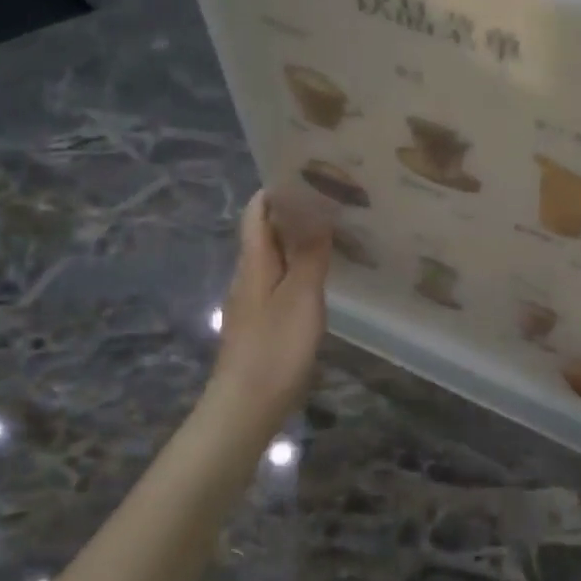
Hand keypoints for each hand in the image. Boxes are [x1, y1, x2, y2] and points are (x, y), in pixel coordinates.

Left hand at [206, 190, 333, 439]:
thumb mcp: (301, 297)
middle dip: (293, 213)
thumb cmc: (275, 348)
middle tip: (332, 200)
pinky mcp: (262, 323)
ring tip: (334, 231)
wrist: (246, 406)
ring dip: (298, 242)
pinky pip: (280, 282)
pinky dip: (299, 269)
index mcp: (254, 262)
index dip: (276, 190)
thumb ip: (310, 255)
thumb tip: (317, 213)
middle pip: (265, 233)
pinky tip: (322, 277)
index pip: (257, 212)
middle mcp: (249, 275)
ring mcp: (253, 301)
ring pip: (274, 258)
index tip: (308, 175)